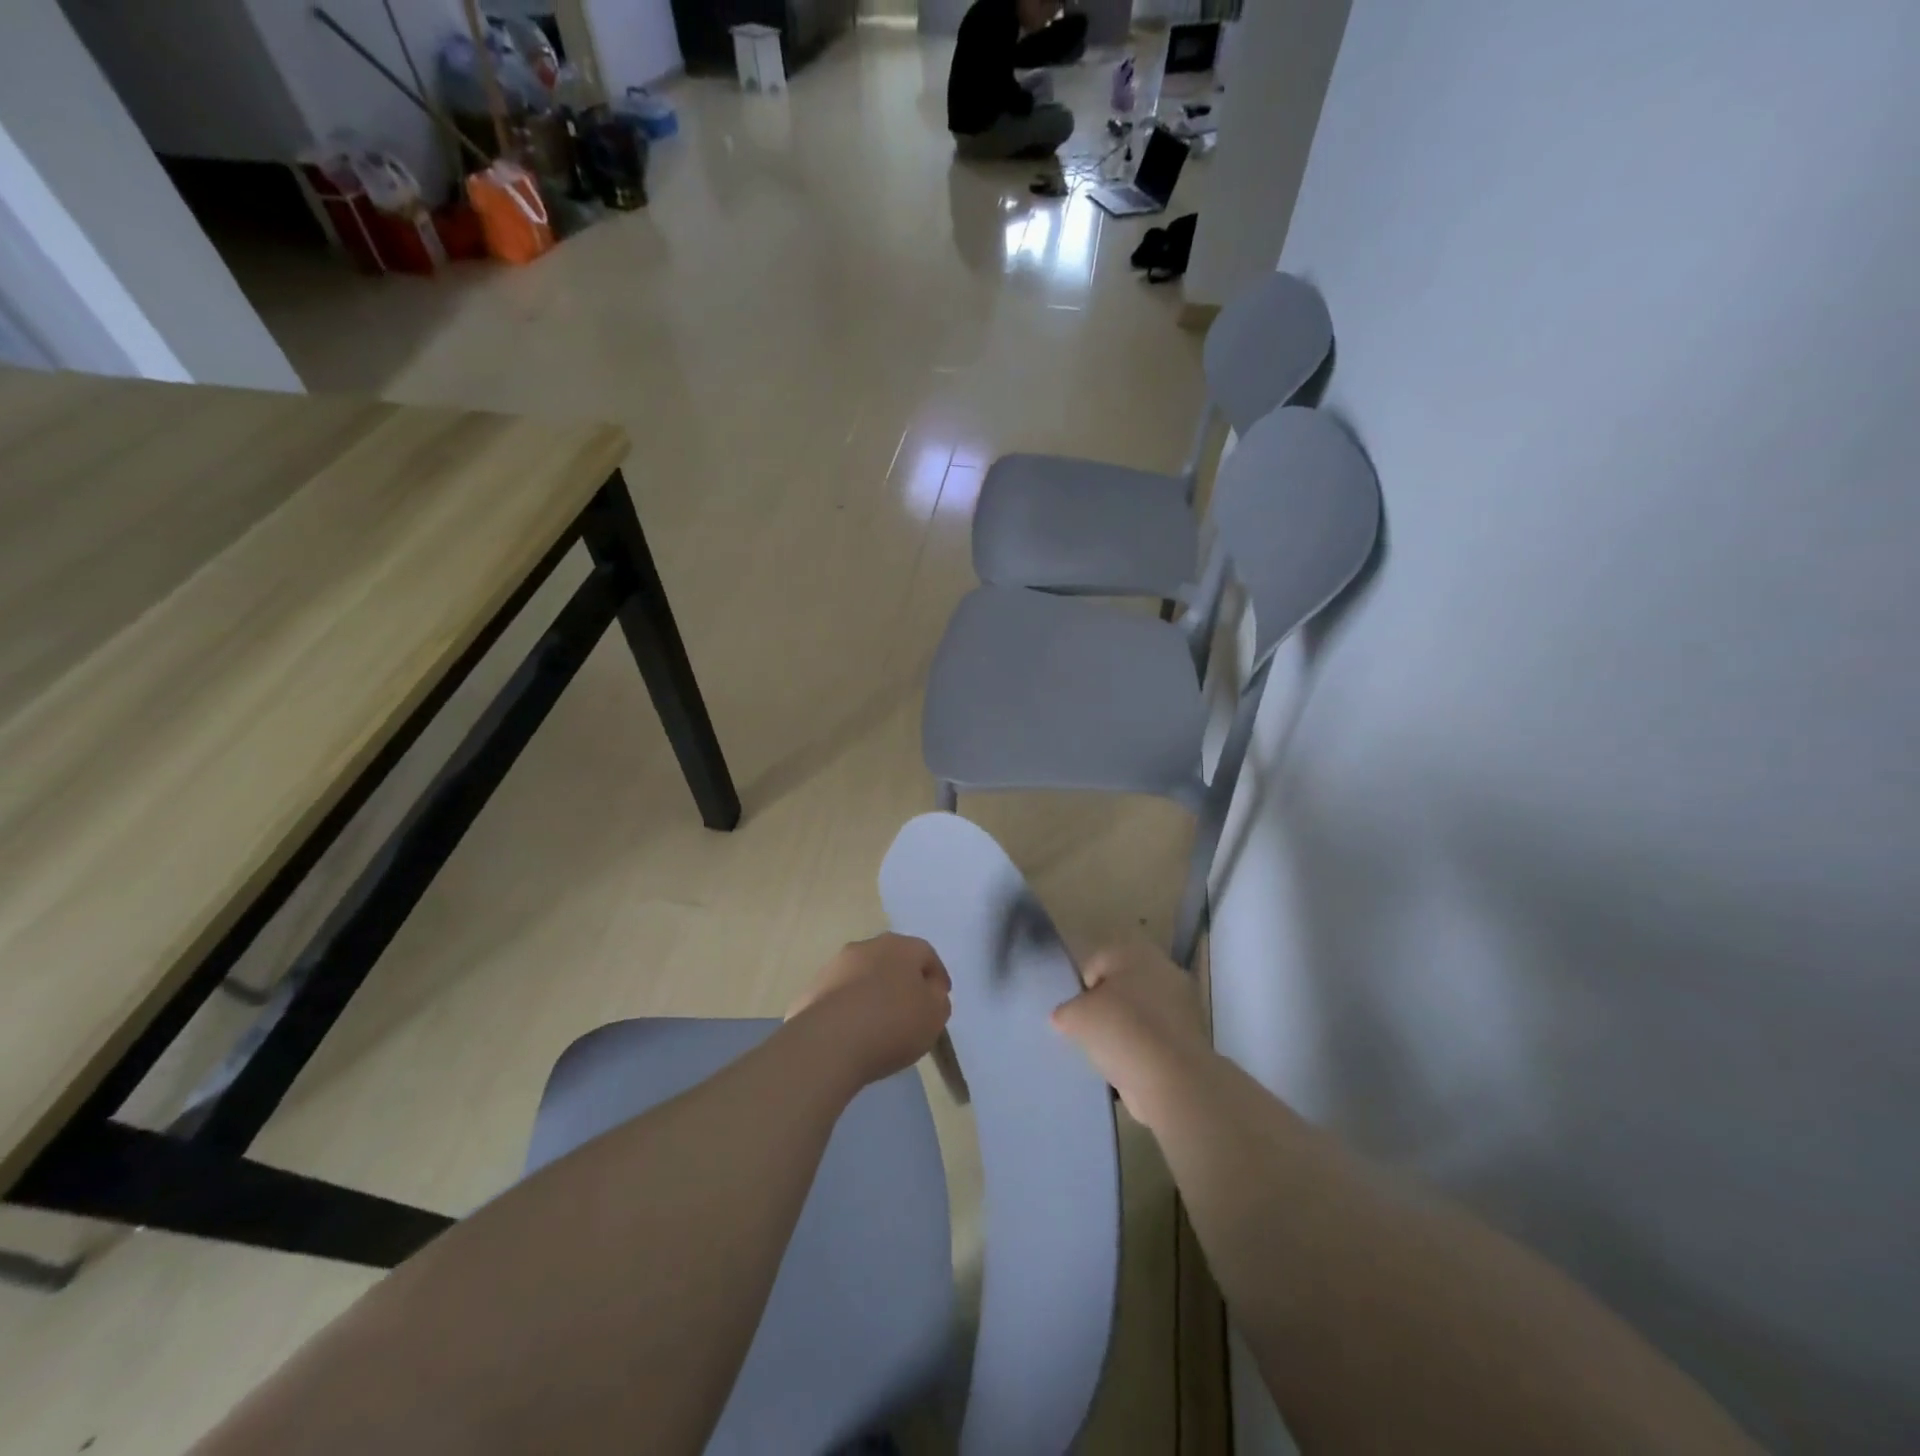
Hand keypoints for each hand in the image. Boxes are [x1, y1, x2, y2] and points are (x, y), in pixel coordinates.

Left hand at [787, 934, 951, 1089]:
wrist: (829, 1042)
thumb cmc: (893, 1023)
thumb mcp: (935, 1015)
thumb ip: (938, 998)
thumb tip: (928, 991)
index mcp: (901, 946)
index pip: (926, 954)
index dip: (936, 977)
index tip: (939, 1000)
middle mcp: (867, 947)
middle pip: (892, 960)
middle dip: (902, 980)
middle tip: (910, 1009)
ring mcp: (835, 966)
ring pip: (863, 975)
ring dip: (873, 992)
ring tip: (878, 1024)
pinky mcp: (812, 990)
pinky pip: (840, 997)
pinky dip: (849, 1009)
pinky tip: (852, 1032)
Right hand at [1051, 940, 1218, 1129]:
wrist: (1174, 1081)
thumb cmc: (1122, 1032)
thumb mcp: (1076, 1017)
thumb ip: (1065, 1011)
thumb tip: (1064, 1017)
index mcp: (1136, 953)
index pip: (1097, 962)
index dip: (1082, 989)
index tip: (1076, 1016)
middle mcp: (1164, 969)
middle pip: (1122, 986)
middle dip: (1105, 1007)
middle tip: (1091, 1032)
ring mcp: (1183, 1004)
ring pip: (1141, 1012)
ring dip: (1125, 1029)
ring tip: (1110, 1054)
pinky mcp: (1193, 1037)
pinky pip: (1156, 1037)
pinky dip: (1143, 1049)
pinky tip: (1131, 1068)